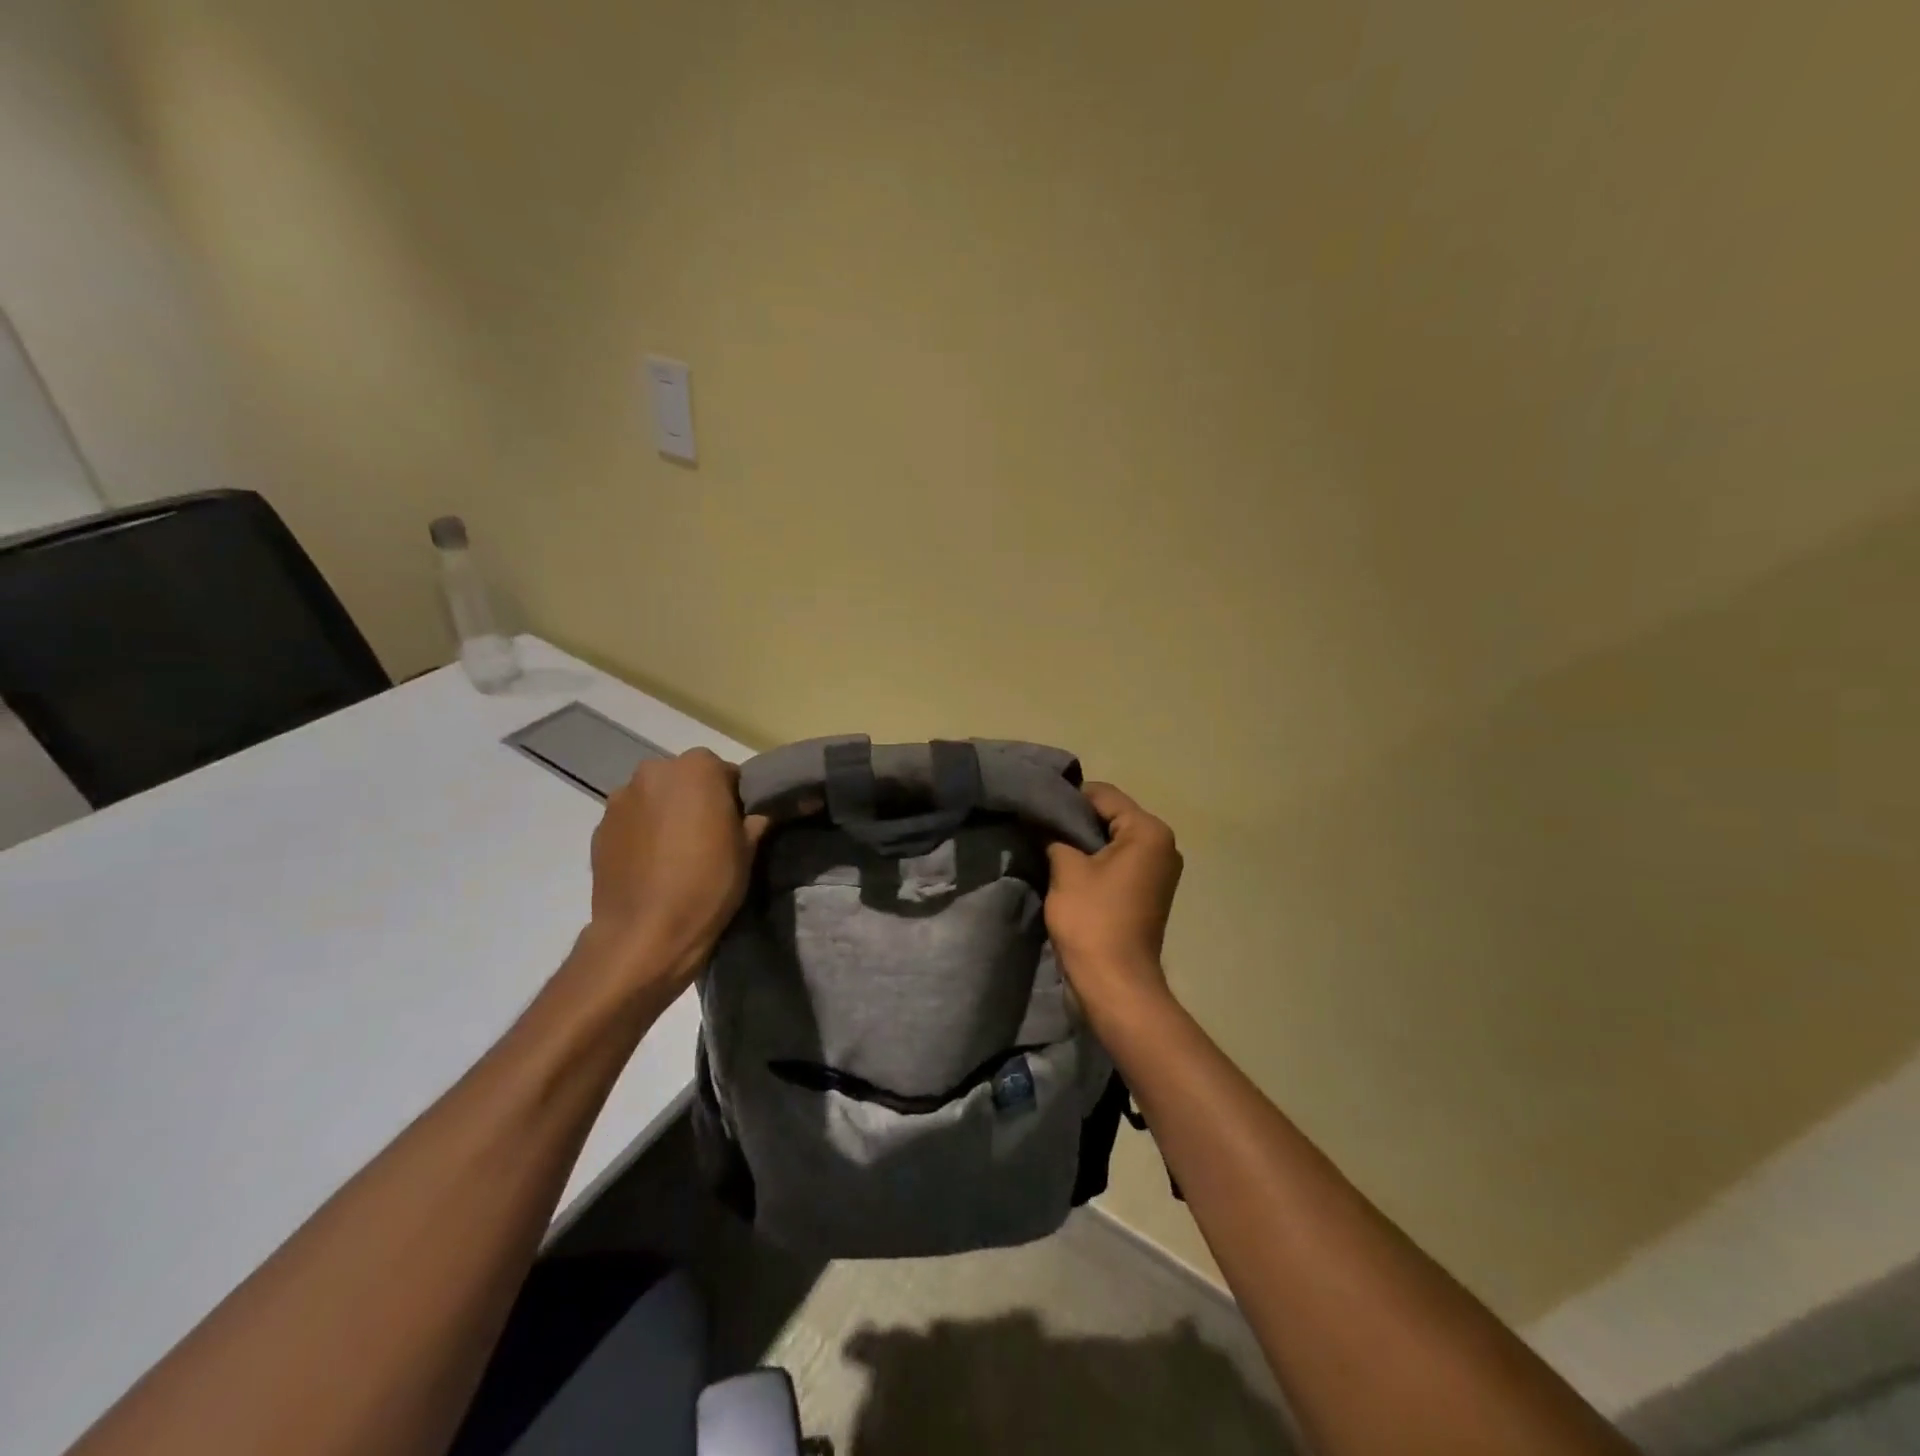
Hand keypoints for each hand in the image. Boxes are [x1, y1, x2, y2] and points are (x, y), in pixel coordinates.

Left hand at [585, 749, 768, 988]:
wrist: (645, 934)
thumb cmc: (707, 884)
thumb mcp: (747, 852)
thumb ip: (753, 822)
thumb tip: (757, 815)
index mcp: (697, 768)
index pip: (724, 771)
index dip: (733, 797)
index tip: (736, 824)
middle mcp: (654, 772)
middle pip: (684, 779)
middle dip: (695, 799)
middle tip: (707, 836)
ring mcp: (620, 799)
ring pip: (654, 799)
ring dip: (666, 814)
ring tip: (675, 853)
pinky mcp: (599, 829)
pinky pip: (631, 822)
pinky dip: (642, 834)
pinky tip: (652, 866)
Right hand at [1044, 782, 1182, 1011]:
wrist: (1114, 983)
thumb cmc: (1092, 919)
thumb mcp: (1066, 869)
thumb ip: (1054, 835)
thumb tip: (1042, 819)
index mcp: (1148, 831)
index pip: (1102, 794)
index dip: (1066, 798)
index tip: (1036, 808)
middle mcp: (1162, 844)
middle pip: (1110, 815)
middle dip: (1074, 821)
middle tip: (1038, 827)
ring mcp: (1159, 870)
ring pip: (1112, 840)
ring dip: (1082, 844)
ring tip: (1048, 848)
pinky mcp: (1148, 892)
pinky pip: (1118, 863)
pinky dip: (1095, 863)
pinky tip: (1067, 871)